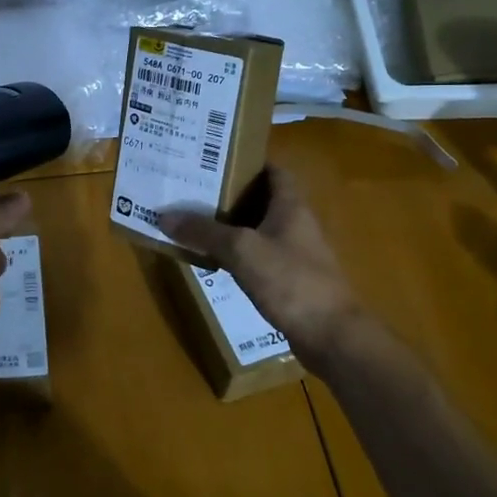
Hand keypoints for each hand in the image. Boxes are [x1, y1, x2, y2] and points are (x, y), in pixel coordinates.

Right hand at [160, 167, 361, 370]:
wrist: (332, 336)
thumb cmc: (291, 281)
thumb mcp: (241, 250)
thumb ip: (204, 231)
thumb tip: (164, 216)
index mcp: (291, 206)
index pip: (272, 170)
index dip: (246, 162)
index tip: (213, 160)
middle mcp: (295, 224)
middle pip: (260, 199)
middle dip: (228, 193)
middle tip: (191, 189)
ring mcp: (294, 254)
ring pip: (256, 230)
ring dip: (229, 225)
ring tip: (193, 220)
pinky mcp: (289, 281)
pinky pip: (257, 257)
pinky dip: (236, 254)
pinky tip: (212, 259)